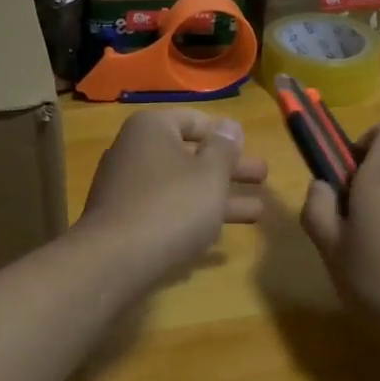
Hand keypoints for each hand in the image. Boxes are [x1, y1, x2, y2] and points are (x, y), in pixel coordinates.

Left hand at [77, 108, 268, 282]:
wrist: (116, 260)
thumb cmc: (172, 205)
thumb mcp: (210, 174)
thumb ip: (225, 149)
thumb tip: (231, 126)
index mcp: (151, 129)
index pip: (193, 120)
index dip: (223, 133)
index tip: (247, 146)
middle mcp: (134, 152)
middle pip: (190, 156)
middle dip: (229, 169)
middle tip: (263, 176)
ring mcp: (126, 188)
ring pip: (182, 187)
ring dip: (218, 198)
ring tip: (257, 213)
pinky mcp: (125, 221)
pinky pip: (166, 211)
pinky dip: (192, 218)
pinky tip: (218, 237)